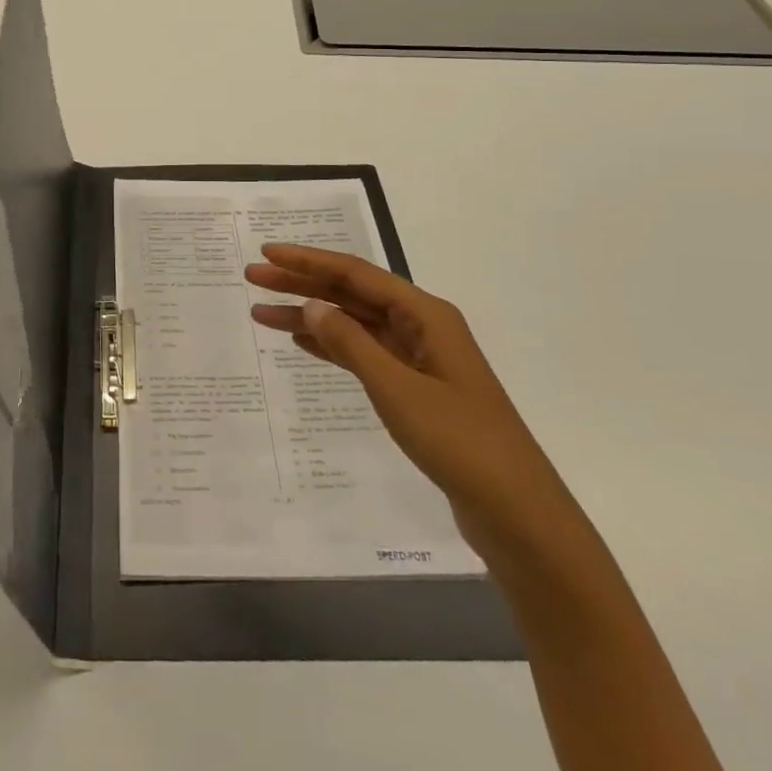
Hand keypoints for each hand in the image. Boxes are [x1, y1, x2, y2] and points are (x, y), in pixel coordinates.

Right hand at [245, 245, 590, 570]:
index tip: (267, 255)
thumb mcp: (397, 389)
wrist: (518, 515)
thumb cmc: (459, 442)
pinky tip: (304, 344)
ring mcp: (421, 359)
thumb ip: (351, 343)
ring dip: (312, 317)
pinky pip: (365, 354)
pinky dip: (333, 346)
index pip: (356, 274)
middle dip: (303, 284)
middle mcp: (423, 327)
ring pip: (356, 325)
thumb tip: (311, 304)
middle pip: (353, 294)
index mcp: (426, 315)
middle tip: (253, 281)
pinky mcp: (417, 390)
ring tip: (264, 314)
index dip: (309, 261)